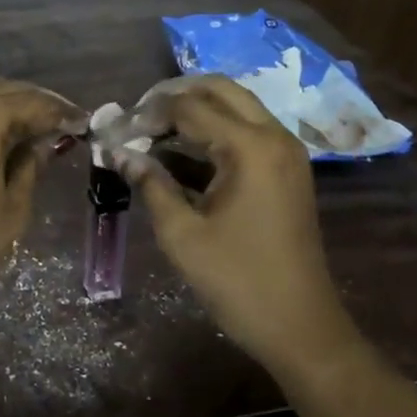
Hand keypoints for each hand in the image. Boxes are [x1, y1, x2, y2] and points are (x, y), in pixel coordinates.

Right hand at [117, 76, 350, 372]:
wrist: (300, 327)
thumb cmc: (237, 282)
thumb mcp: (182, 234)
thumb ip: (150, 184)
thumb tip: (118, 152)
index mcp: (251, 148)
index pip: (189, 107)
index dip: (148, 114)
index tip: (116, 131)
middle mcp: (274, 137)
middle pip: (219, 89)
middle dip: (174, 96)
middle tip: (138, 117)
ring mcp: (285, 152)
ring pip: (235, 106)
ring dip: (194, 110)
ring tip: (151, 132)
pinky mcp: (286, 170)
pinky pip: (246, 131)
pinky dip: (213, 132)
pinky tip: (179, 154)